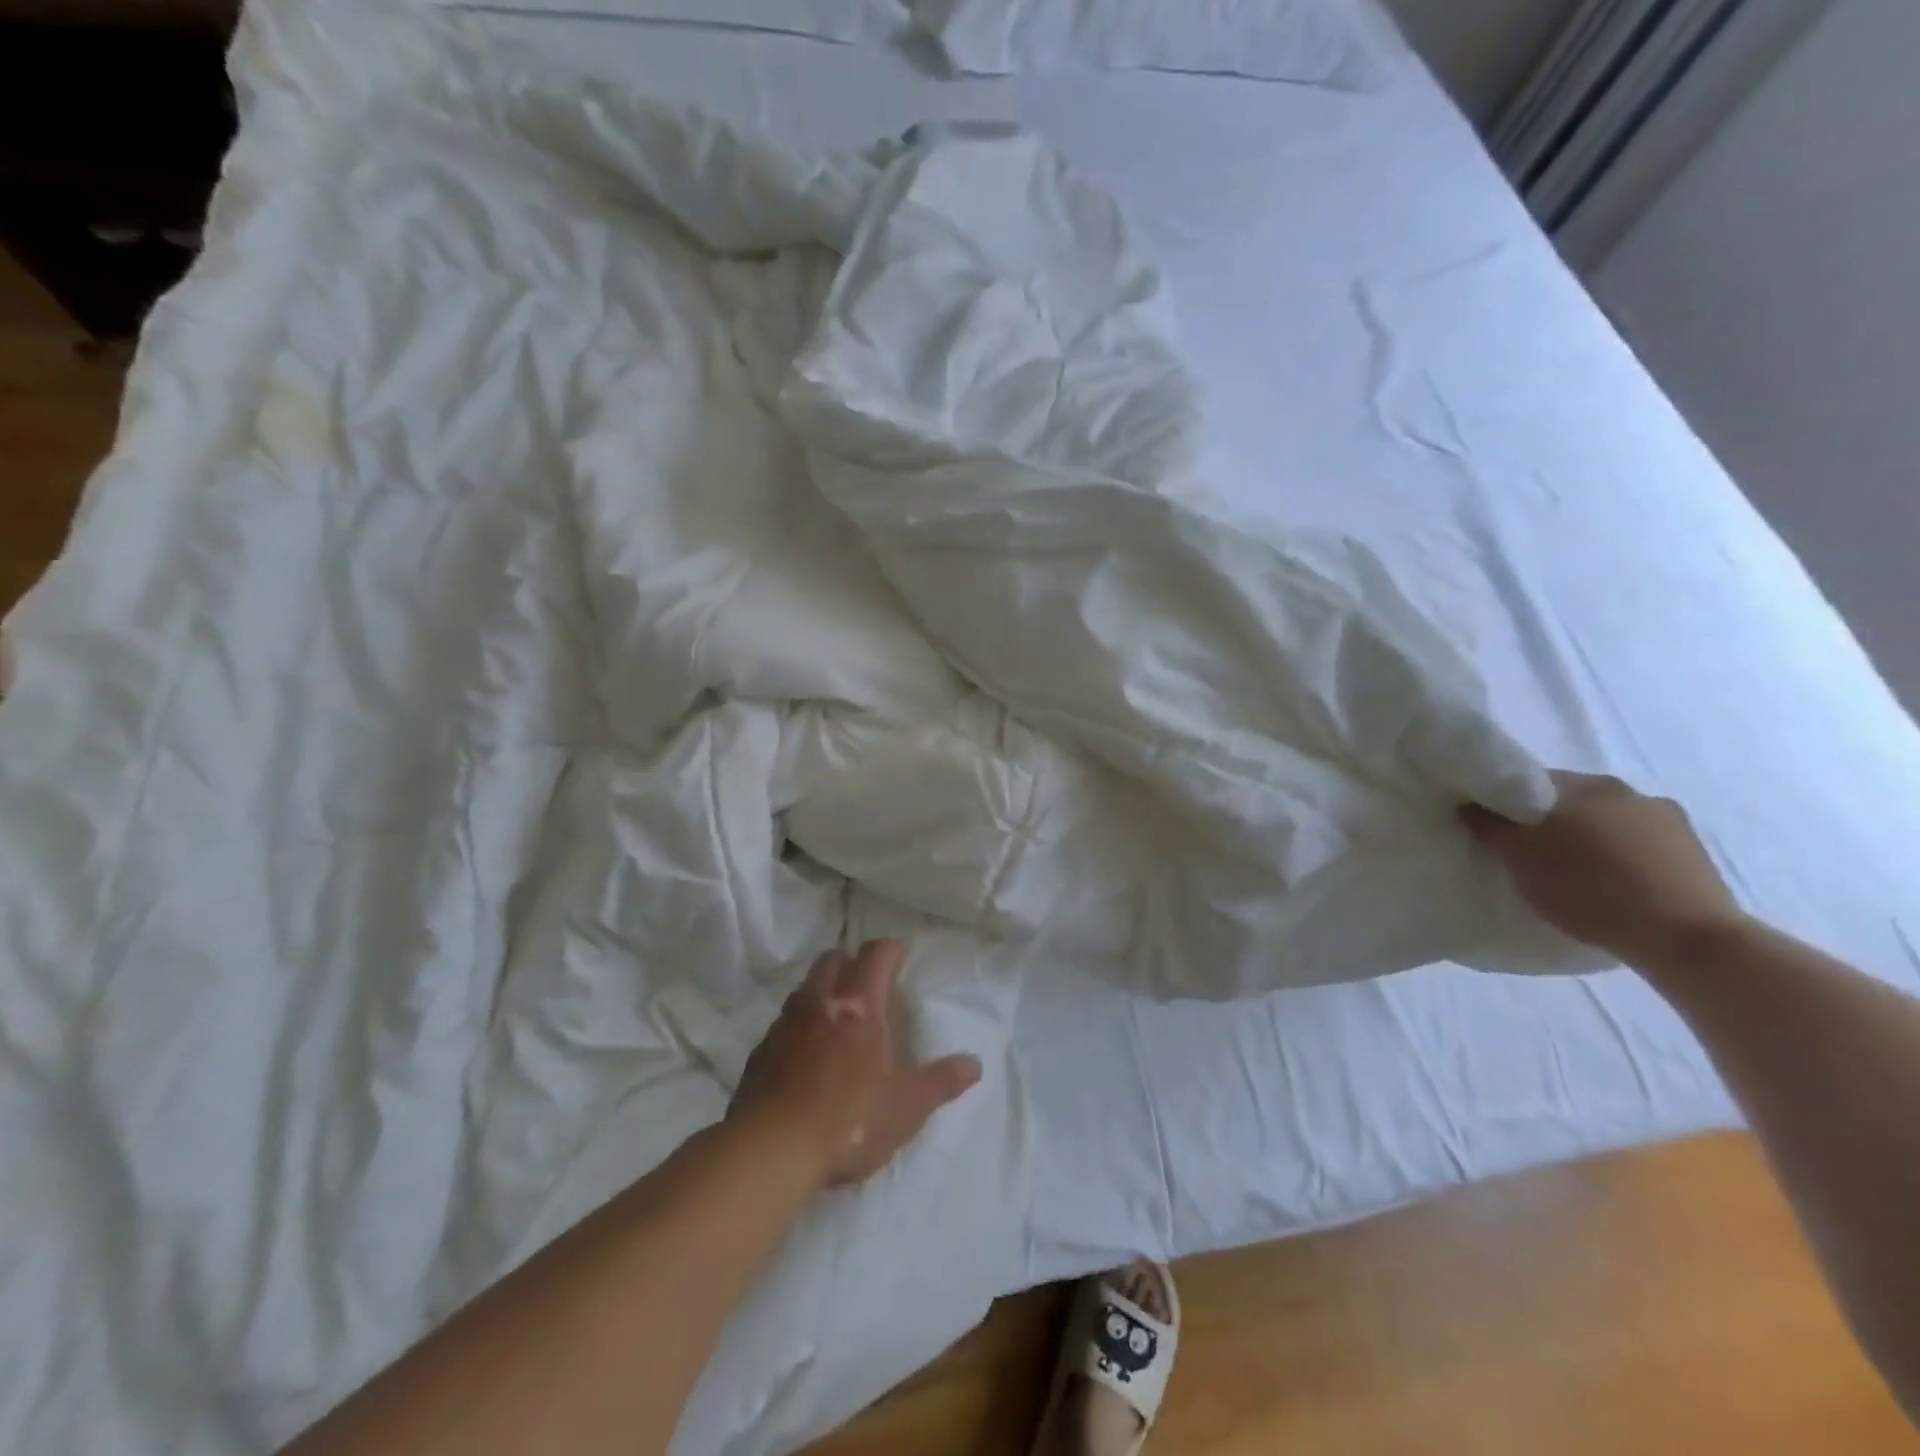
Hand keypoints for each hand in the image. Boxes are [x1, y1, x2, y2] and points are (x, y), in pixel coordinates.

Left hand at [731, 940, 982, 1189]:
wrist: (771, 1151)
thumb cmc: (850, 1120)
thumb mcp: (908, 1106)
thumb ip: (942, 1081)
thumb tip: (974, 1064)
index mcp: (859, 1004)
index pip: (875, 954)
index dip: (890, 950)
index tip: (901, 957)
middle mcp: (820, 1001)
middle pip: (834, 958)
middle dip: (853, 962)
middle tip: (870, 984)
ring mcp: (786, 1023)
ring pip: (806, 987)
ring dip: (825, 990)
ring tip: (840, 1018)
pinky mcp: (761, 1050)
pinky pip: (785, 1022)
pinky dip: (801, 1024)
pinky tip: (808, 1054)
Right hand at [1462, 771, 1746, 967]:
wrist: (1686, 938)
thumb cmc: (1588, 889)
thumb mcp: (1518, 858)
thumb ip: (1488, 824)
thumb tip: (1471, 804)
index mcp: (1582, 784)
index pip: (1527, 781)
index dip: (1504, 804)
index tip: (1493, 830)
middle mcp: (1626, 789)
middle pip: (1570, 801)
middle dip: (1547, 821)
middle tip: (1528, 854)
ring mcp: (1668, 819)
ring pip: (1607, 822)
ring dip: (1588, 839)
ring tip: (1573, 874)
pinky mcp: (1695, 852)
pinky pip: (1640, 846)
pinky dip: (1621, 858)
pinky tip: (1612, 886)